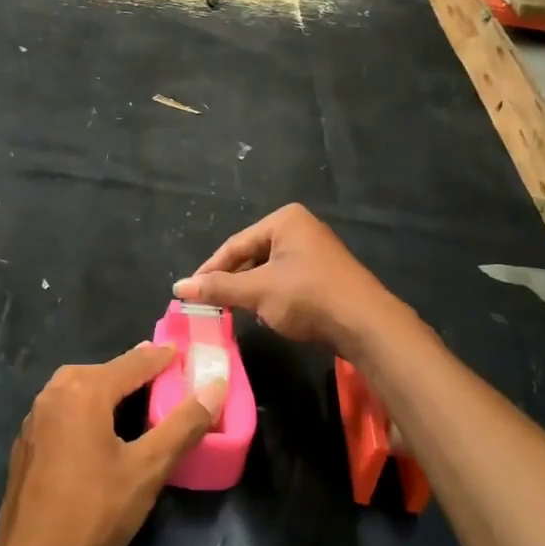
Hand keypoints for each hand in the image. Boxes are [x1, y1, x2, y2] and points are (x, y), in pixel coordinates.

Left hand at [0, 344, 225, 545]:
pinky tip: (101, 429)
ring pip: (79, 389)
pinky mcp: (27, 442)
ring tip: (138, 397)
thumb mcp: (148, 469)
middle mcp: (54, 393)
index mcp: (83, 391)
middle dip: (134, 370)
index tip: (185, 352)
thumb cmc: (94, 512)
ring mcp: (35, 418)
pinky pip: (64, 410)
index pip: (133, 363)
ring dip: (109, 388)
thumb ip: (183, 425)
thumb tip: (214, 387)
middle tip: (165, 374)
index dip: (162, 358)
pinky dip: (88, 408)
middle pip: (103, 371)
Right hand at [174, 203, 395, 357]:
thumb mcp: (257, 291)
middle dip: (231, 281)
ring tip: (233, 311)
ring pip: (267, 270)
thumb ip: (218, 288)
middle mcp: (300, 228)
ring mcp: (314, 251)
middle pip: (251, 255)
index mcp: (284, 220)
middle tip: (209, 304)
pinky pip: (285, 280)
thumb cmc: (308, 297)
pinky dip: (270, 296)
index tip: (188, 293)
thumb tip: (178, 287)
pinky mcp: (323, 274)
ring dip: (250, 291)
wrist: (366, 325)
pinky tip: (265, 314)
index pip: (234, 245)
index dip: (209, 270)